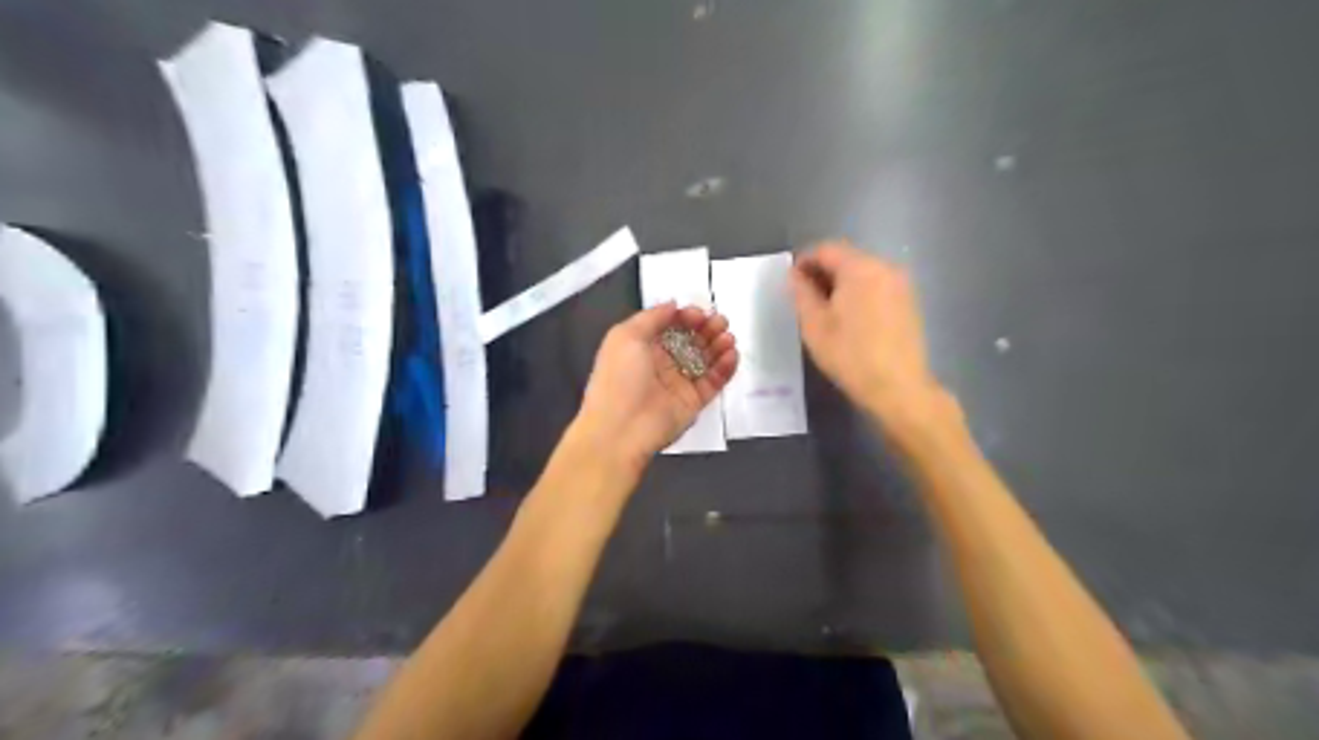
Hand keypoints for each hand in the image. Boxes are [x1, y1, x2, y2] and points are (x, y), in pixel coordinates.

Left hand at [579, 300, 741, 469]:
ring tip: (728, 337)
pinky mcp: (694, 401)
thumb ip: (652, 317)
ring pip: (705, 359)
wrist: (620, 430)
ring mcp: (679, 383)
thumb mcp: (625, 336)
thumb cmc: (619, 378)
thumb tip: (673, 305)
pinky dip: (725, 368)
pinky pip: (714, 381)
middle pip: (691, 340)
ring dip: (718, 345)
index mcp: (642, 346)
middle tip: (720, 322)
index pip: (670, 325)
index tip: (699, 313)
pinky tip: (731, 355)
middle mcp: (661, 363)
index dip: (686, 317)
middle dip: (707, 328)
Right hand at [787, 240, 954, 432]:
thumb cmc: (850, 356)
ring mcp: (901, 284)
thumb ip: (801, 293)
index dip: (804, 261)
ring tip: (825, 311)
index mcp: (860, 268)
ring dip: (841, 284)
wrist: (898, 388)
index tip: (790, 282)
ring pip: (862, 273)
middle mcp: (885, 267)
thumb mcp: (815, 325)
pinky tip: (850, 319)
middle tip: (804, 299)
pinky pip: (877, 286)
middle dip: (823, 272)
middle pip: (846, 258)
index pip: (826, 249)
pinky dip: (859, 294)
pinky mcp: (909, 302)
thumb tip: (794, 275)